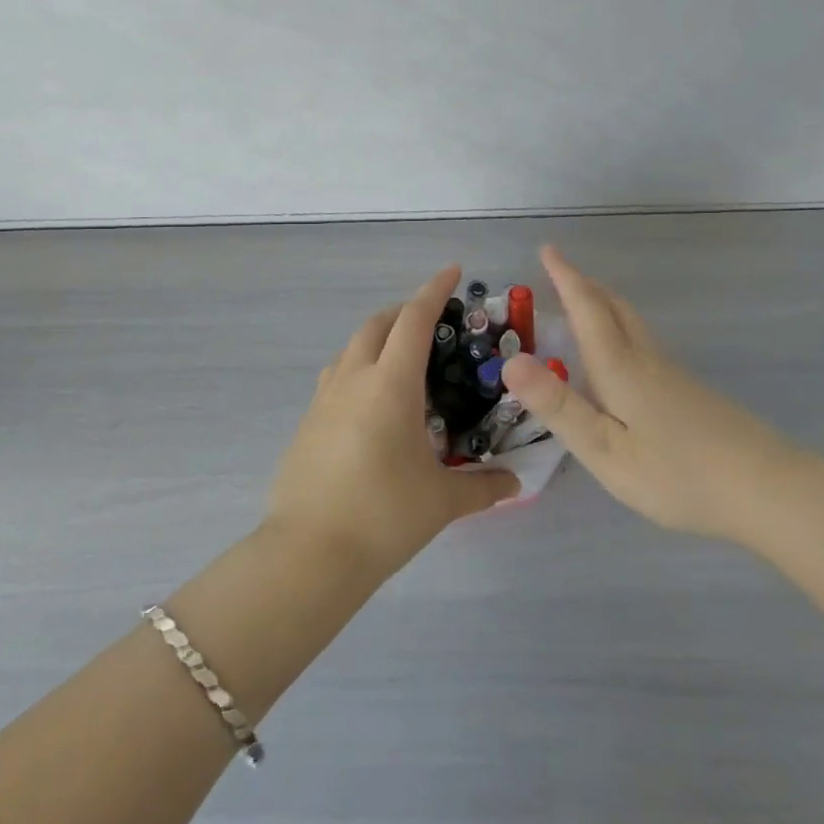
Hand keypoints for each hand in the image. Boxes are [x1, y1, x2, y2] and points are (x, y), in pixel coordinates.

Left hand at [266, 266, 519, 575]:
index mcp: (390, 383)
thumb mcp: (441, 501)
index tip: (453, 271)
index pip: (414, 320)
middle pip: (377, 324)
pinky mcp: (308, 421)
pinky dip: (358, 368)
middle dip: (404, 312)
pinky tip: (371, 401)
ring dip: (377, 338)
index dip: (434, 290)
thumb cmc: (383, 515)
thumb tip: (515, 483)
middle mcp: (354, 379)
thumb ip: (483, 487)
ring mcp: (324, 398)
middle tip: (432, 321)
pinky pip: (336, 376)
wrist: (309, 552)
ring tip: (402, 359)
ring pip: (351, 348)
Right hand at [500, 246, 807, 546]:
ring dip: (603, 304)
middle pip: (614, 308)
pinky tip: (623, 357)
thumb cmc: (678, 473)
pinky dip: (621, 329)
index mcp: (620, 367)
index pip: (587, 309)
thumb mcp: (605, 449)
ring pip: (632, 324)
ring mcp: (673, 375)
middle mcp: (646, 360)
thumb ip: (559, 406)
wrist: (768, 490)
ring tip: (585, 303)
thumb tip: (510, 361)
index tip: (548, 249)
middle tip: (561, 271)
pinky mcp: (690, 394)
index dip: (565, 278)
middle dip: (584, 285)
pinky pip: (644, 343)